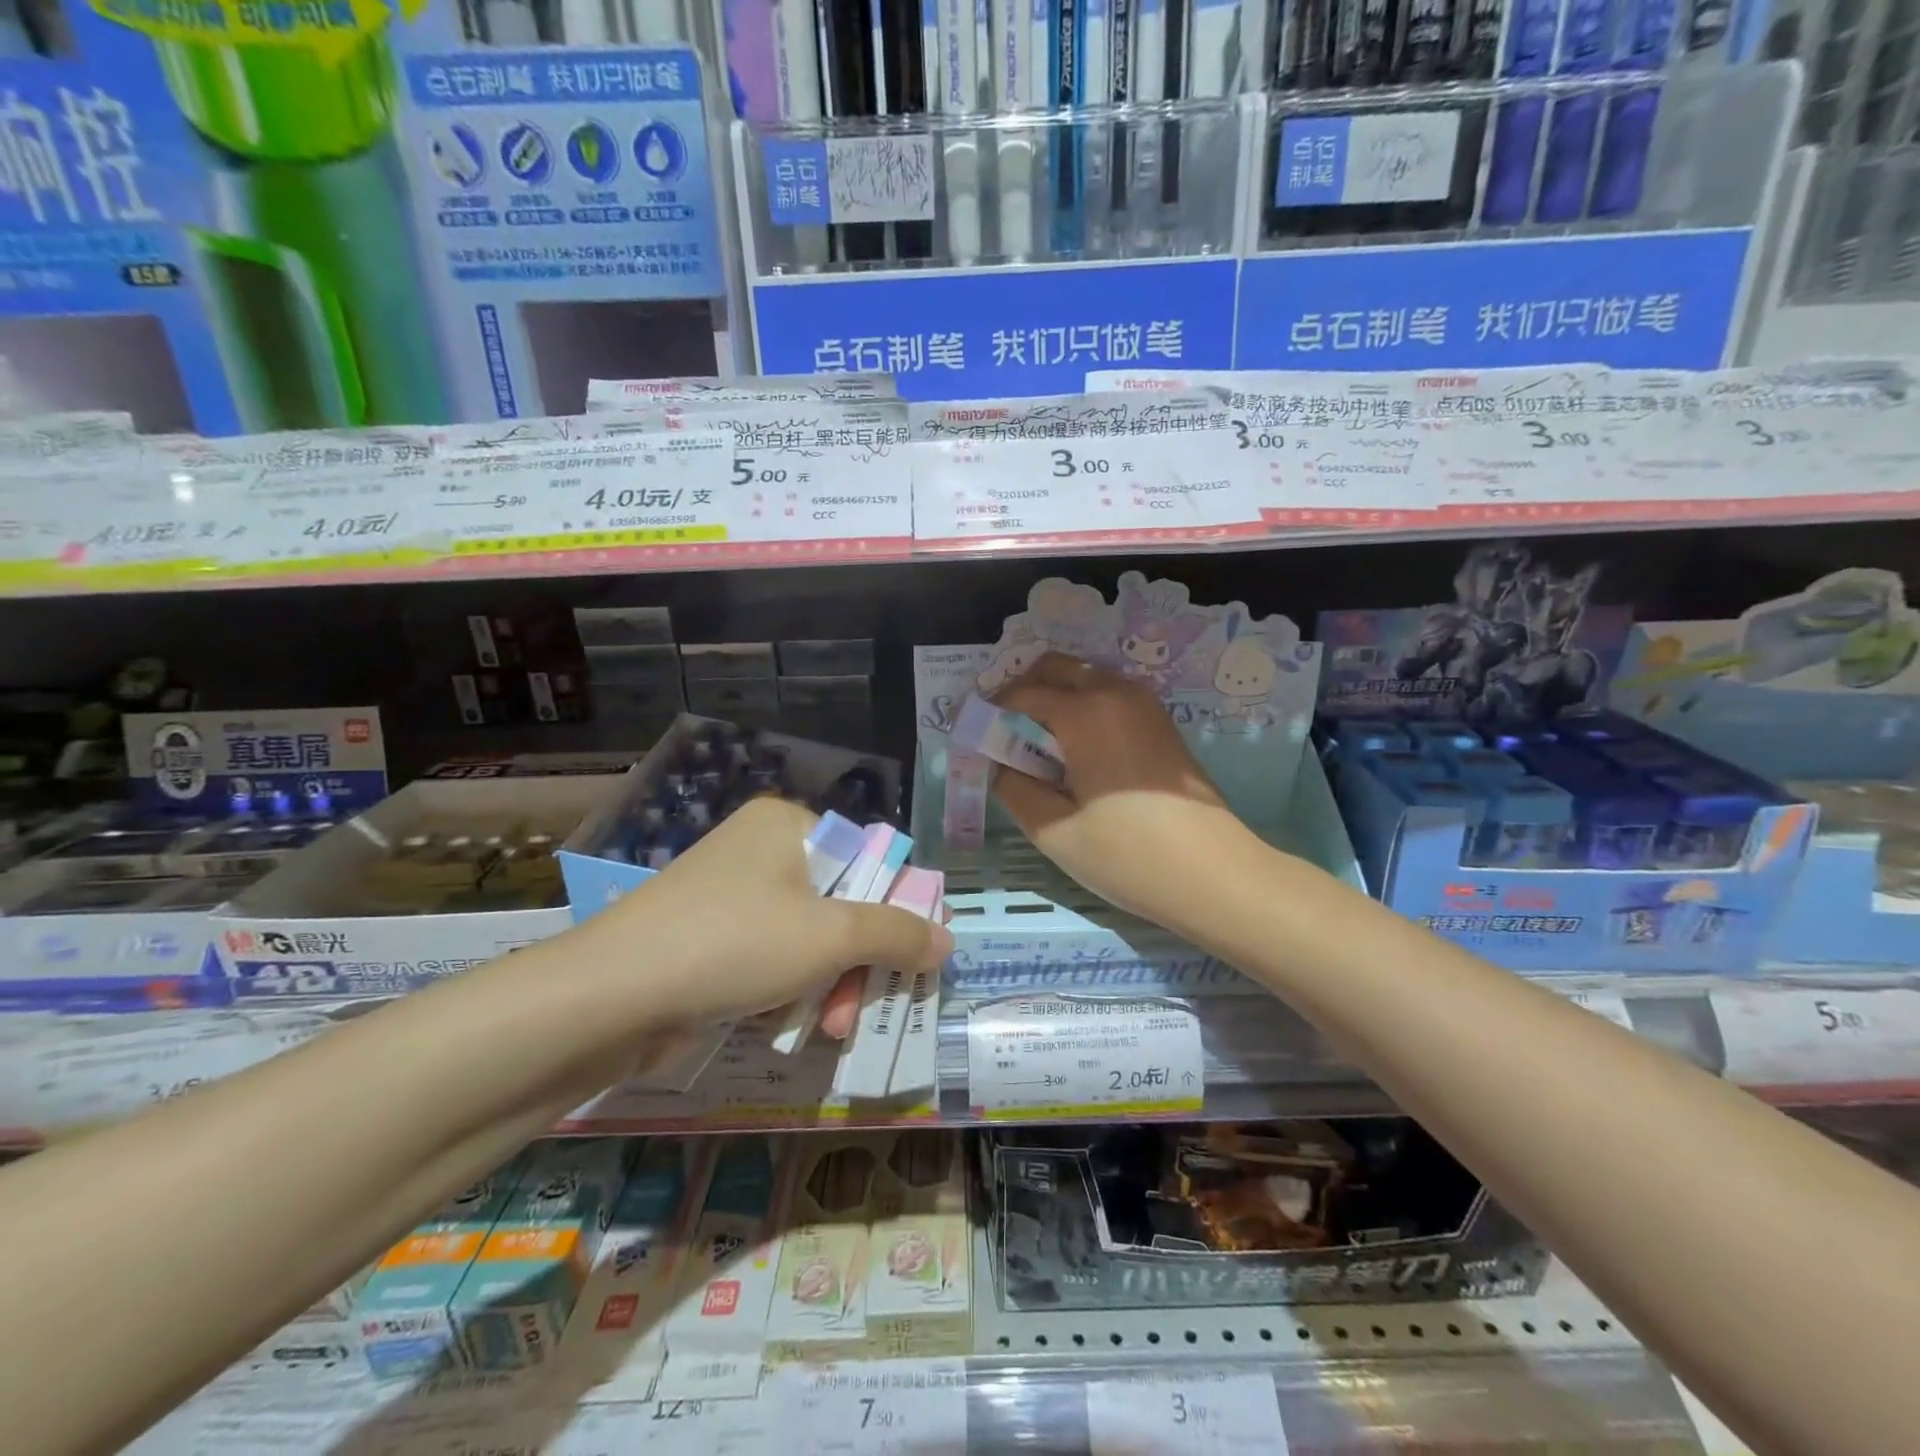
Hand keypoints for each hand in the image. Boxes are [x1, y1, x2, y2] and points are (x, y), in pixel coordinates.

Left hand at [584, 797, 949, 1036]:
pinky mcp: (710, 939)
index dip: (899, 908)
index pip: (869, 860)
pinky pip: (773, 959)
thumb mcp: (830, 936)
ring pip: (810, 939)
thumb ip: (897, 934)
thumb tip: (948, 940)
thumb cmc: (734, 943)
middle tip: (867, 1004)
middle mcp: (761, 851)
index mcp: (789, 825)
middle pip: (841, 904)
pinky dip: (792, 991)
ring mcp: (732, 896)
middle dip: (859, 963)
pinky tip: (798, 1026)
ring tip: (831, 1028)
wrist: (609, 998)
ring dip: (830, 985)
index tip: (915, 957)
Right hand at [990, 653, 1265, 936]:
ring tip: (1035, 744)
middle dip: (1021, 690)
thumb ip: (1014, 789)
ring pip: (1085, 677)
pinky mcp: (1162, 723)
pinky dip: (1082, 706)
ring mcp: (1145, 705)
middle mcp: (1116, 693)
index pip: (1021, 694)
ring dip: (1054, 696)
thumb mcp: (1054, 830)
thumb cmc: (1128, 855)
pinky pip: (1110, 695)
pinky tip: (1074, 750)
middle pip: (1055, 667)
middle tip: (1002, 732)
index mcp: (1084, 712)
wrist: (1215, 875)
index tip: (972, 735)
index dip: (989, 711)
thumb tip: (1000, 765)